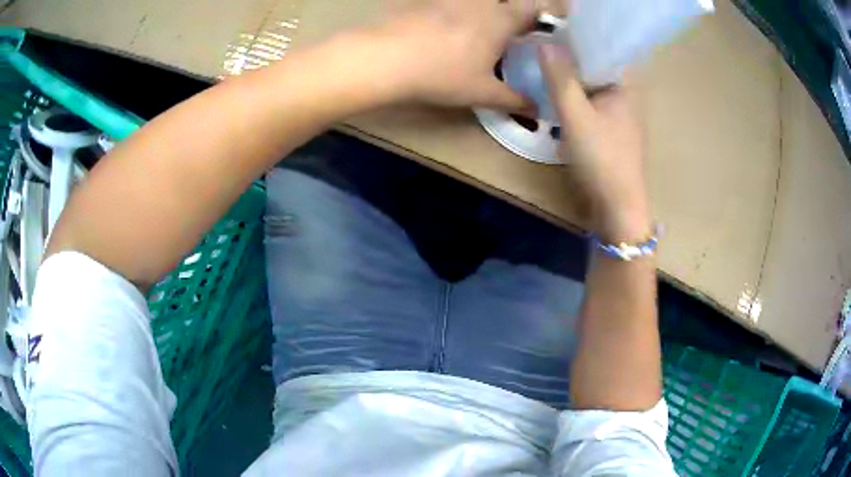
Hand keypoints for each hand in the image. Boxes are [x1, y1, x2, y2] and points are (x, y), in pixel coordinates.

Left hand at [369, 0, 540, 109]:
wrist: (385, 58)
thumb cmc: (442, 75)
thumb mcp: (482, 93)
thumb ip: (514, 100)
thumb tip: (537, 111)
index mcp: (500, 20)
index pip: (532, 9)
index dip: (540, 16)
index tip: (539, 29)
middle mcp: (479, 2)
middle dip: (511, 10)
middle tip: (508, 29)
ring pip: (477, 1)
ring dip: (483, 9)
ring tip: (476, 29)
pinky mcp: (426, 0)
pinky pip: (449, 2)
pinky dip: (454, 9)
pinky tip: (443, 26)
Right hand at [539, 44, 650, 241]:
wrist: (617, 207)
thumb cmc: (602, 159)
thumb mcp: (576, 116)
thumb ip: (560, 79)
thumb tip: (545, 43)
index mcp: (626, 86)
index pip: (609, 46)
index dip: (585, 34)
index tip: (559, 26)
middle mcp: (627, 95)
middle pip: (599, 63)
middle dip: (574, 53)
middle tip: (545, 40)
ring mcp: (620, 113)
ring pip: (594, 83)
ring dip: (573, 74)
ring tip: (547, 60)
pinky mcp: (611, 128)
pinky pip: (592, 101)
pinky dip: (576, 94)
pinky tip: (558, 92)